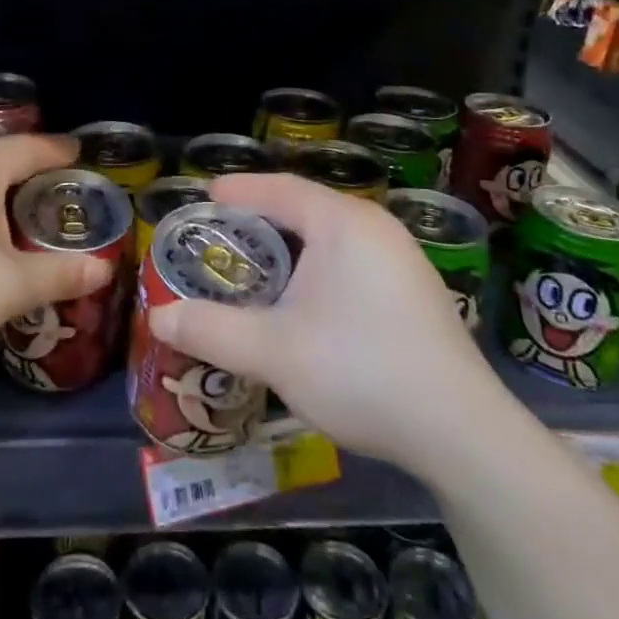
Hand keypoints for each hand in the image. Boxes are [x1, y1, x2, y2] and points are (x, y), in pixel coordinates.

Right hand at [149, 174, 493, 471]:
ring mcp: (402, 257)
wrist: (460, 430)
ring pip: (332, 235)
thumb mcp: (273, 351)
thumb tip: (158, 318)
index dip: (238, 190)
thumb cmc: (360, 369)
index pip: (279, 188)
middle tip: (222, 236)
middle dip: (261, 218)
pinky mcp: (416, 289)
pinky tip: (308, 300)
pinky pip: (354, 258)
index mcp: (342, 222)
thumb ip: (211, 330)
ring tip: (258, 267)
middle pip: (306, 207)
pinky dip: (320, 265)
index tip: (205, 197)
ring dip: (292, 245)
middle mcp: (375, 226)